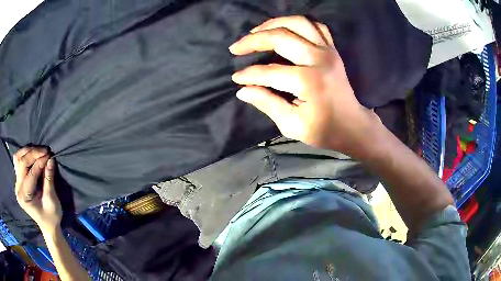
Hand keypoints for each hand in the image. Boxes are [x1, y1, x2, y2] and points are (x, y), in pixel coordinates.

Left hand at [14, 147, 62, 232]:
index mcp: (24, 197)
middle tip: (45, 150)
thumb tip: (50, 160)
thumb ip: (49, 180)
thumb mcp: (52, 200)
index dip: (39, 162)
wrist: (47, 226)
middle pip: (22, 163)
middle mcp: (18, 189)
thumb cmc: (51, 217)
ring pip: (18, 159)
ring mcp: (17, 184)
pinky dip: (24, 155)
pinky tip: (31, 155)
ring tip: (39, 151)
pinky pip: (18, 162)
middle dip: (33, 154)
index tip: (49, 154)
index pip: (30, 173)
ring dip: (28, 152)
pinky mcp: (19, 181)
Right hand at [230, 16, 379, 152]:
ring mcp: (328, 51)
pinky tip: (285, 29)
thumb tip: (242, 90)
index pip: (269, 72)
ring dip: (273, 24)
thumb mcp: (292, 125)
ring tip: (256, 32)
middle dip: (253, 40)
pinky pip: (316, 26)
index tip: (236, 78)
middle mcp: (319, 59)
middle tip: (236, 48)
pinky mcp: (333, 49)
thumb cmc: (324, 130)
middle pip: (280, 37)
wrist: (352, 125)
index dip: (249, 74)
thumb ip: (267, 104)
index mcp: (309, 82)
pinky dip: (298, 24)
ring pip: (297, 23)